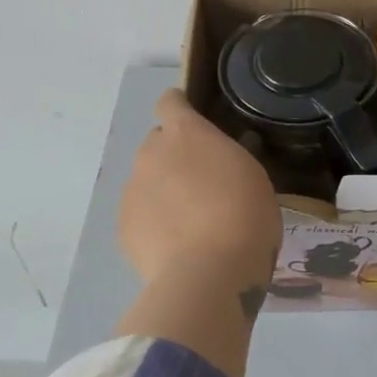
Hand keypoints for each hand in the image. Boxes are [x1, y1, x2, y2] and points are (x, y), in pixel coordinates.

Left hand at [119, 90, 280, 285]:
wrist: (209, 274)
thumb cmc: (245, 217)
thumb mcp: (252, 176)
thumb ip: (227, 157)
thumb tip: (217, 158)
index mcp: (186, 134)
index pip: (170, 102)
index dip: (179, 108)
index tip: (192, 121)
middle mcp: (151, 154)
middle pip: (157, 143)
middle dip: (174, 157)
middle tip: (201, 184)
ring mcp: (132, 190)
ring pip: (147, 181)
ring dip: (163, 191)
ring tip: (190, 224)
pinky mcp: (123, 226)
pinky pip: (140, 214)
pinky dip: (154, 223)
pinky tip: (176, 246)